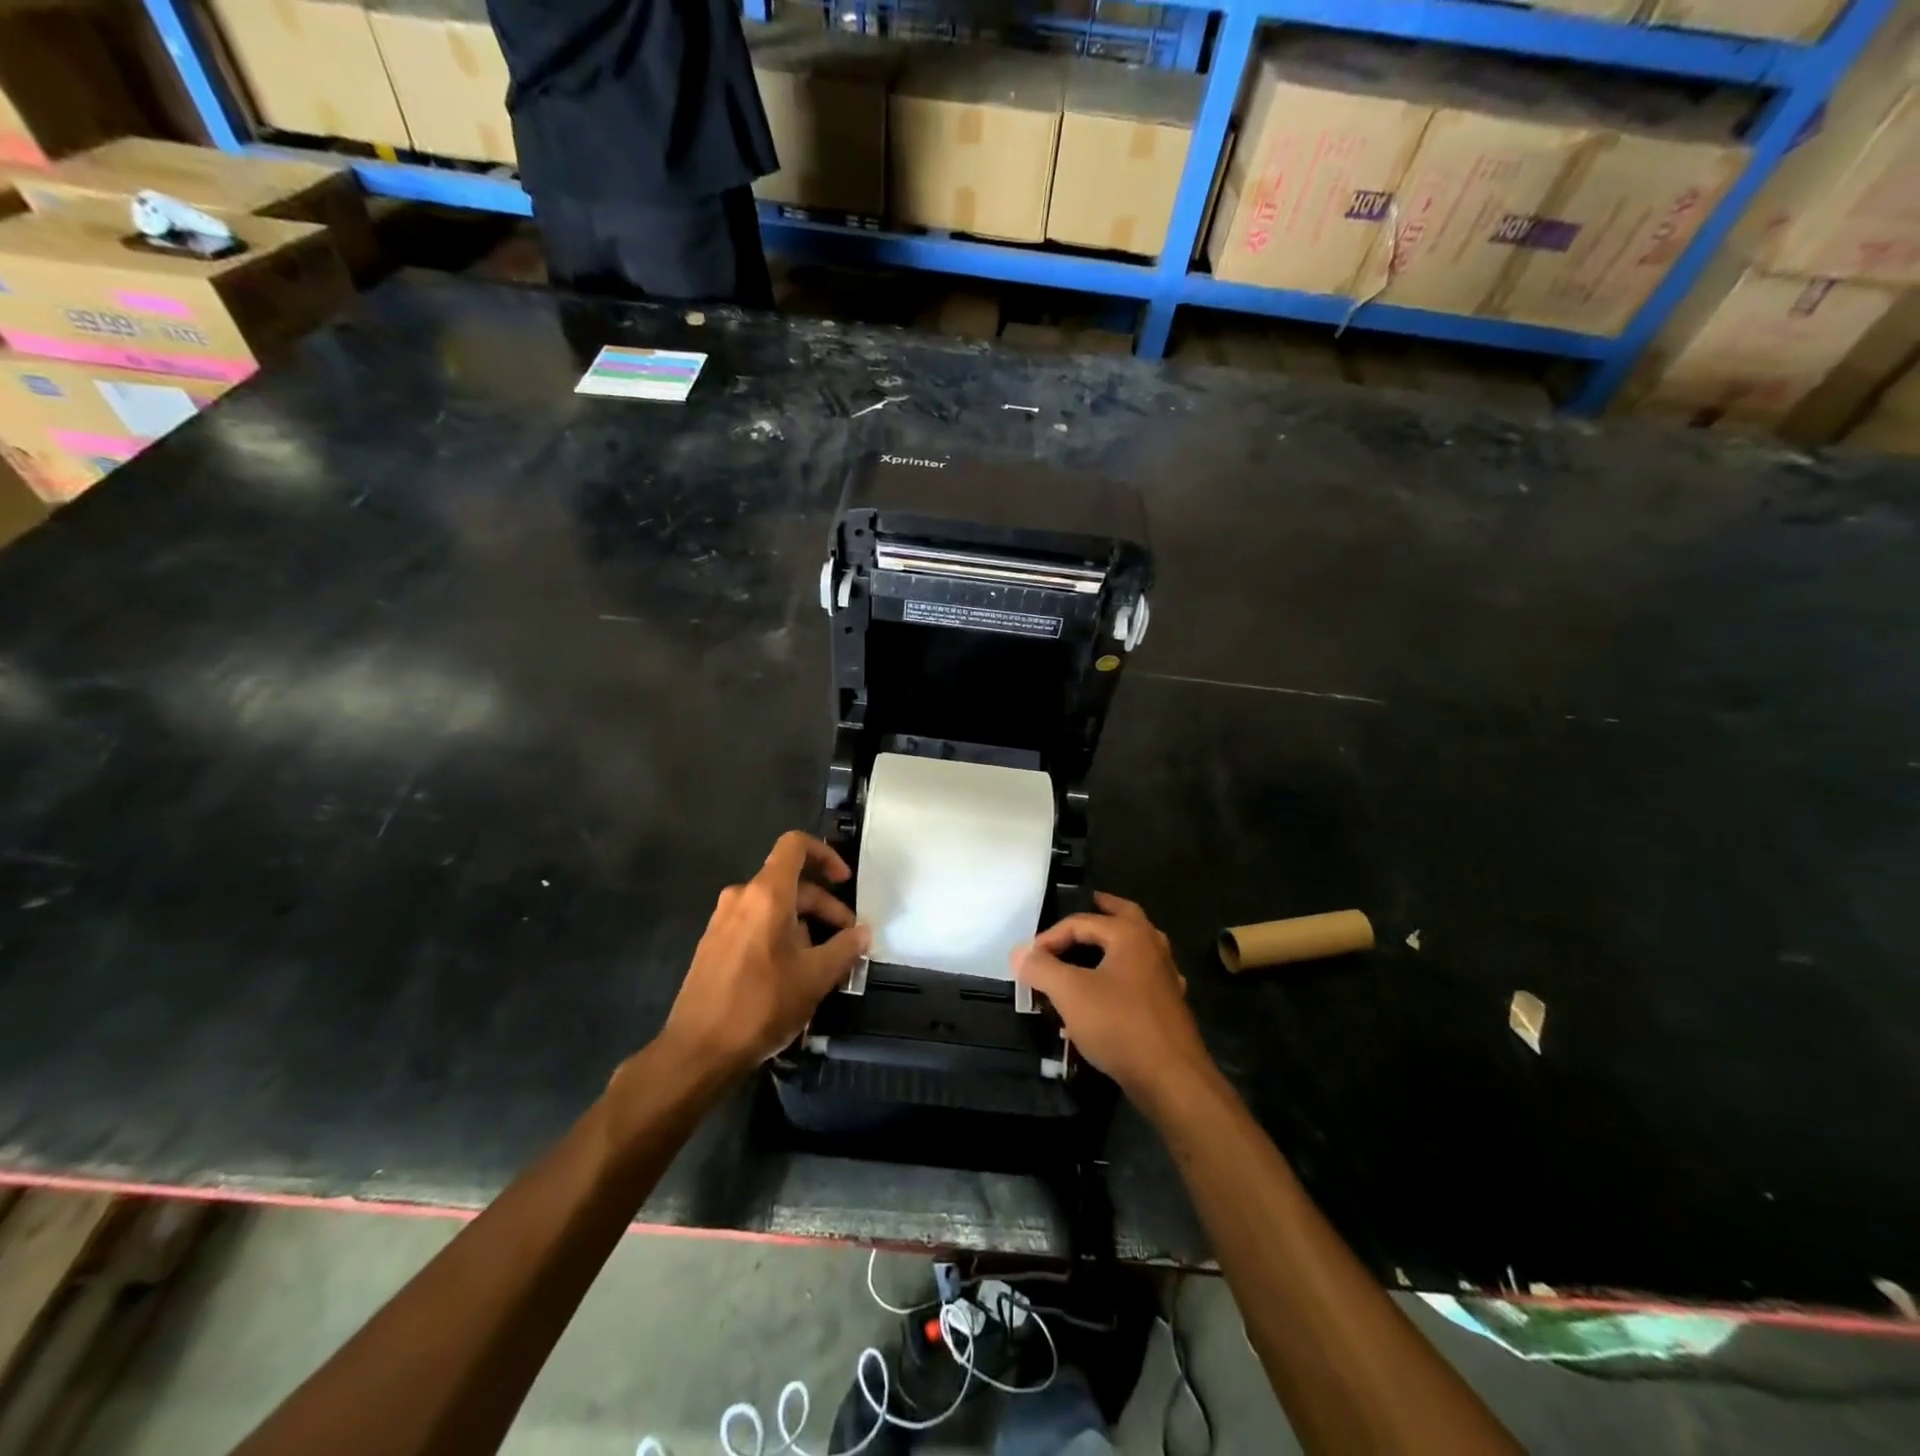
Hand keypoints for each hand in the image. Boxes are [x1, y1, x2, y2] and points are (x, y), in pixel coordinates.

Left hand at [659, 831, 869, 1078]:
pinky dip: (781, 936)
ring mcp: (723, 921)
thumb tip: (862, 933)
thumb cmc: (760, 1005)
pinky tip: (793, 973)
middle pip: (791, 884)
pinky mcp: (714, 945)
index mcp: (766, 895)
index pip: (795, 846)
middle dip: (824, 907)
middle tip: (847, 940)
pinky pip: (755, 925)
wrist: (697, 1050)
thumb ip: (844, 948)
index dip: (825, 854)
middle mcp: (741, 898)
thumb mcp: (815, 977)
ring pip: (774, 907)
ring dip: (804, 925)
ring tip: (824, 963)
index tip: (845, 882)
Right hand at [1011, 892, 1212, 1102]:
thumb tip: (1019, 953)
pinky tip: (1111, 991)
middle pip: (1126, 917)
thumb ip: (1041, 968)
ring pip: (1137, 947)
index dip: (1050, 937)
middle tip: (1090, 902)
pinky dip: (1123, 974)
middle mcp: (1152, 948)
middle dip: (1105, 909)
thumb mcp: (1070, 993)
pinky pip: (1141, 978)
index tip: (1028, 959)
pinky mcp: (1168, 1006)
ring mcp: (1165, 977)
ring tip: (1094, 946)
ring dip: (1114, 943)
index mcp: (1130, 935)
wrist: (1171, 1078)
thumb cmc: (1119, 1025)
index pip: (1081, 922)